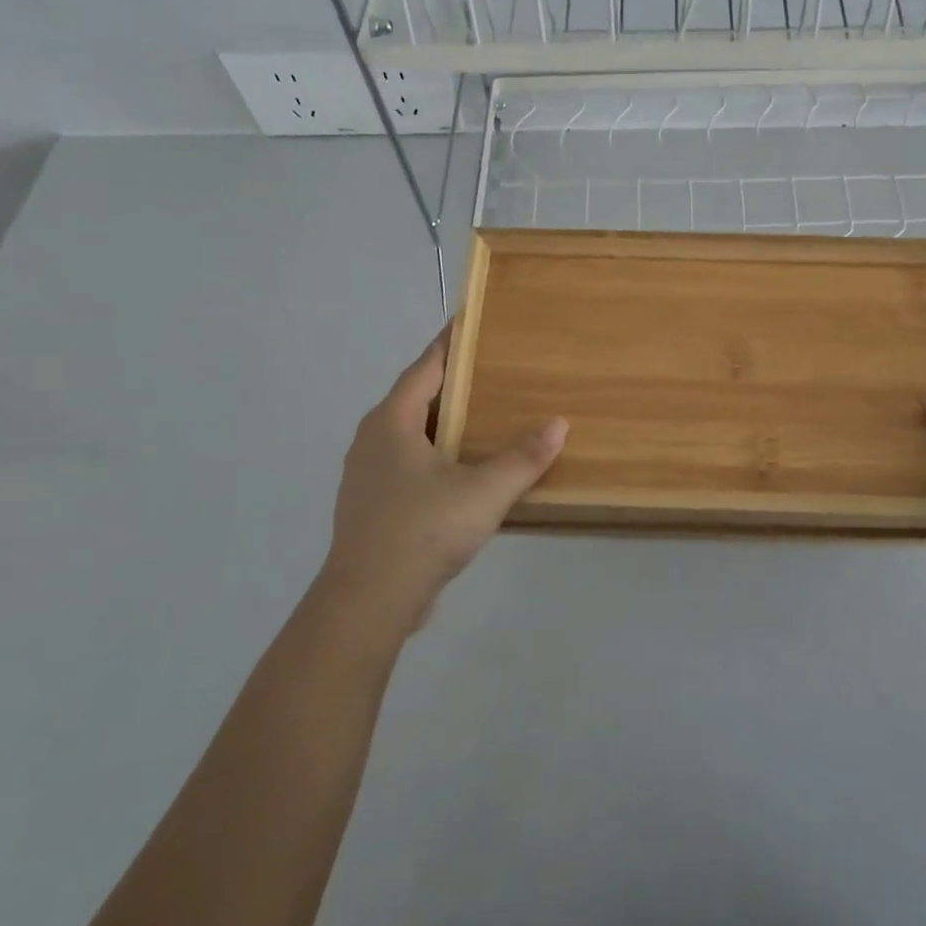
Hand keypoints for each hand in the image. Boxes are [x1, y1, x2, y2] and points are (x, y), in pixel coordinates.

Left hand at [325, 325, 566, 634]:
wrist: (368, 601)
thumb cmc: (423, 531)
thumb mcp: (484, 492)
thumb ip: (524, 458)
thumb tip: (559, 424)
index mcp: (392, 422)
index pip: (425, 367)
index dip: (450, 344)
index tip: (472, 323)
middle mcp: (371, 439)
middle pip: (416, 397)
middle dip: (452, 383)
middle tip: (492, 372)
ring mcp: (365, 474)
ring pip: (409, 434)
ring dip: (442, 422)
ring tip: (482, 418)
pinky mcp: (370, 504)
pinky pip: (406, 463)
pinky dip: (434, 454)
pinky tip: (461, 471)